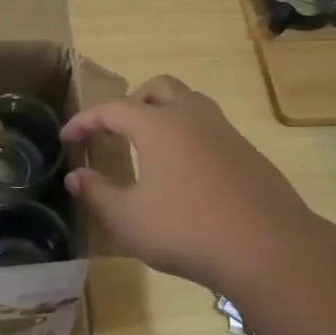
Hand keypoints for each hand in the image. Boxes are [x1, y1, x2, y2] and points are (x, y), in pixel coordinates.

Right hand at [60, 75, 320, 293]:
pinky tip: (185, 170)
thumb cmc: (187, 230)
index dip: (85, 120)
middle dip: (131, 101)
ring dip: (163, 112)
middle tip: (115, 129)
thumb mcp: (130, 219)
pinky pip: (209, 126)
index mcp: (157, 124)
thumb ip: (98, 193)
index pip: (112, 108)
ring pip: (189, 102)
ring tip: (149, 145)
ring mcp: (224, 130)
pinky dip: (188, 134)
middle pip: (157, 88)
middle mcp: (191, 115)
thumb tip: (75, 176)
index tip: (67, 136)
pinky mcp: (246, 150)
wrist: (268, 246)